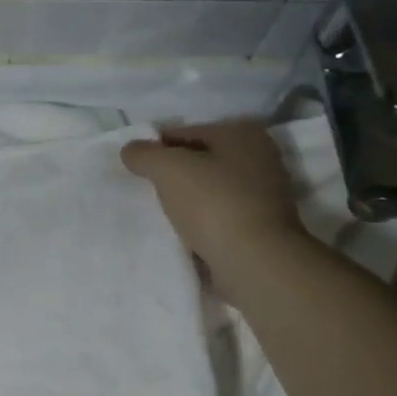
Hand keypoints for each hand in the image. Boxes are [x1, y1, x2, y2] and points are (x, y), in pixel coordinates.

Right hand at [121, 120, 302, 274]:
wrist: (255, 263)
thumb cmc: (213, 203)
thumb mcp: (168, 169)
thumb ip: (145, 154)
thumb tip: (131, 150)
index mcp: (242, 133)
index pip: (186, 132)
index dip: (156, 148)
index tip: (134, 169)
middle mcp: (260, 158)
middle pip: (200, 161)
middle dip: (173, 175)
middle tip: (145, 191)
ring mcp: (265, 195)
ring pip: (210, 191)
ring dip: (187, 201)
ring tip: (160, 215)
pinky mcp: (262, 228)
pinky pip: (220, 218)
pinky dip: (202, 224)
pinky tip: (182, 235)